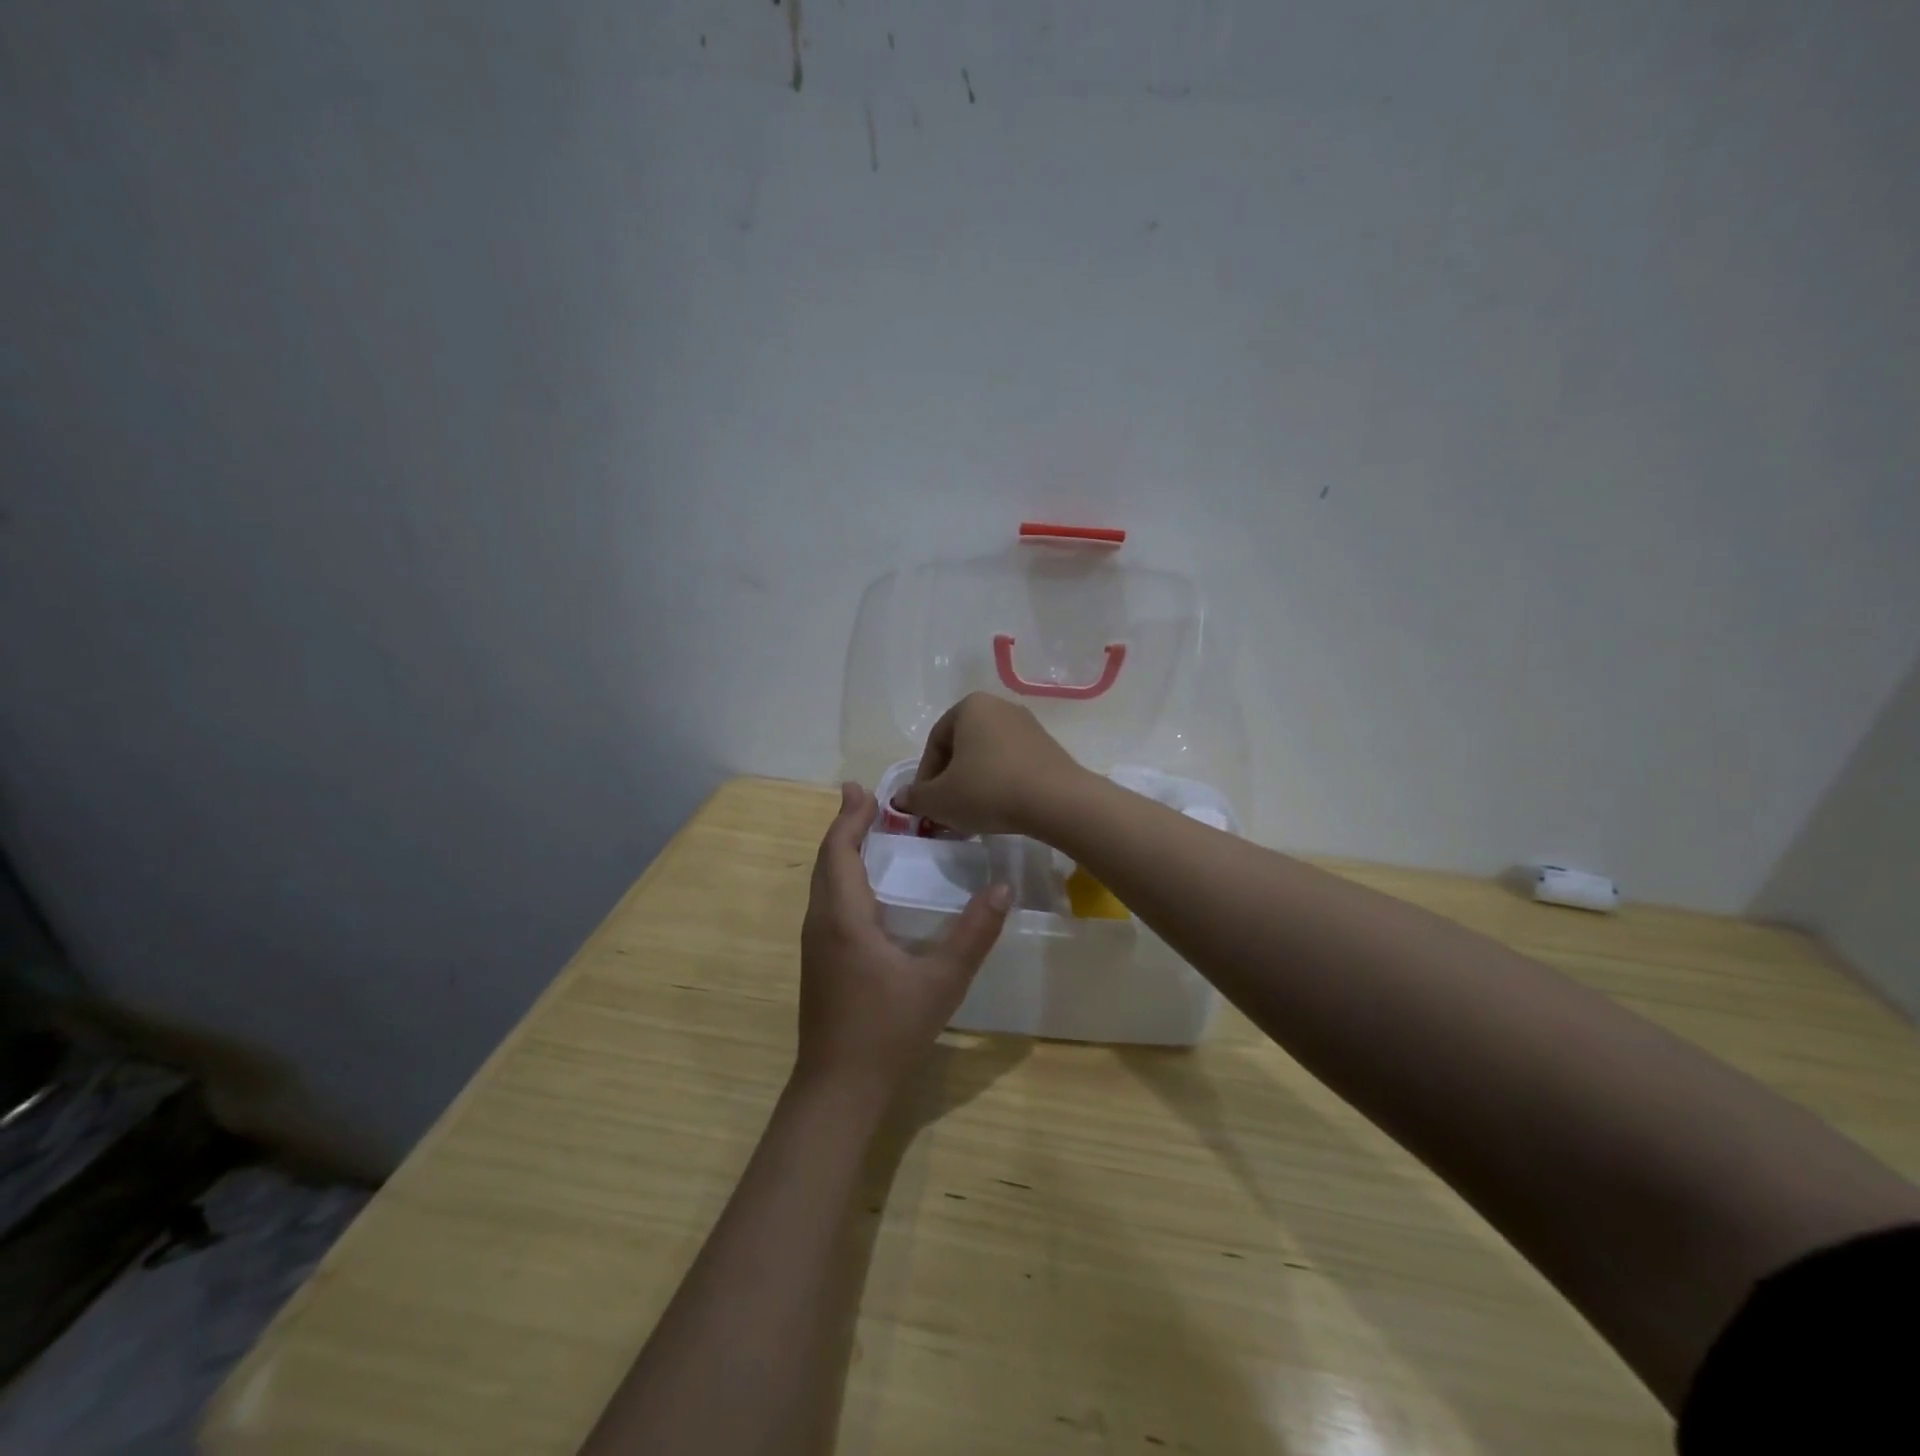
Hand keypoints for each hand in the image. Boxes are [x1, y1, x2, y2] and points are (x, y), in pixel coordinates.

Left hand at [796, 782, 1011, 1101]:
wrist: (839, 1090)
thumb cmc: (888, 1032)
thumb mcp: (941, 982)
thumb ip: (973, 934)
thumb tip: (1003, 887)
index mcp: (843, 918)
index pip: (839, 852)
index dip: (849, 817)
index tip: (862, 788)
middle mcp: (821, 924)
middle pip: (826, 862)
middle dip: (844, 826)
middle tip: (867, 799)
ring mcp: (815, 945)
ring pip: (823, 883)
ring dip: (840, 851)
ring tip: (867, 832)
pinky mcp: (819, 963)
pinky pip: (827, 903)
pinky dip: (842, 878)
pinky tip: (866, 888)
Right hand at [897, 692, 1088, 836]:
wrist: (1057, 801)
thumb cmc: (988, 791)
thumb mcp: (940, 800)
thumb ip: (916, 797)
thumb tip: (901, 798)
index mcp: (970, 706)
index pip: (935, 743)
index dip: (925, 777)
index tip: (926, 805)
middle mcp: (999, 706)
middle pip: (962, 748)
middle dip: (950, 780)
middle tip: (947, 811)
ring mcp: (1028, 725)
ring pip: (987, 757)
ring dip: (974, 784)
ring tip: (973, 815)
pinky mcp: (1048, 747)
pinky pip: (1012, 764)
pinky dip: (1000, 783)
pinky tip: (1001, 809)